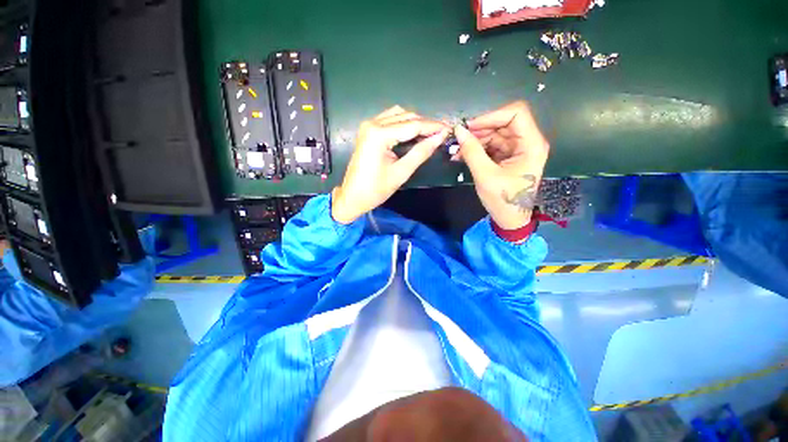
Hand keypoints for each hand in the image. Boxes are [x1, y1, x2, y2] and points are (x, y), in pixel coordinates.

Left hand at [332, 106, 448, 223]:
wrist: (352, 197)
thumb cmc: (376, 189)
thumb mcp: (401, 172)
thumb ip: (421, 152)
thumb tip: (440, 137)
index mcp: (379, 134)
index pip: (413, 125)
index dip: (433, 126)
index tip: (449, 129)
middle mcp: (372, 123)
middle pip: (406, 116)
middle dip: (425, 123)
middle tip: (442, 133)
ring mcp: (368, 125)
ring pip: (398, 115)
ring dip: (415, 122)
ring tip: (430, 133)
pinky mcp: (367, 130)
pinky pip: (389, 120)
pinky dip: (404, 124)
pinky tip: (414, 133)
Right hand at [455, 101, 549, 228]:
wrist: (510, 219)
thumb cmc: (503, 200)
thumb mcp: (485, 176)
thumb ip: (472, 152)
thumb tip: (458, 131)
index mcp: (531, 144)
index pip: (516, 113)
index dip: (491, 116)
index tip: (470, 127)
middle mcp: (527, 142)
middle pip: (503, 122)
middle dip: (479, 130)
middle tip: (458, 139)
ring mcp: (517, 149)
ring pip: (494, 133)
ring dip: (474, 140)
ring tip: (456, 150)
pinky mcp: (507, 156)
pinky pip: (491, 145)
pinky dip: (476, 149)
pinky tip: (461, 155)